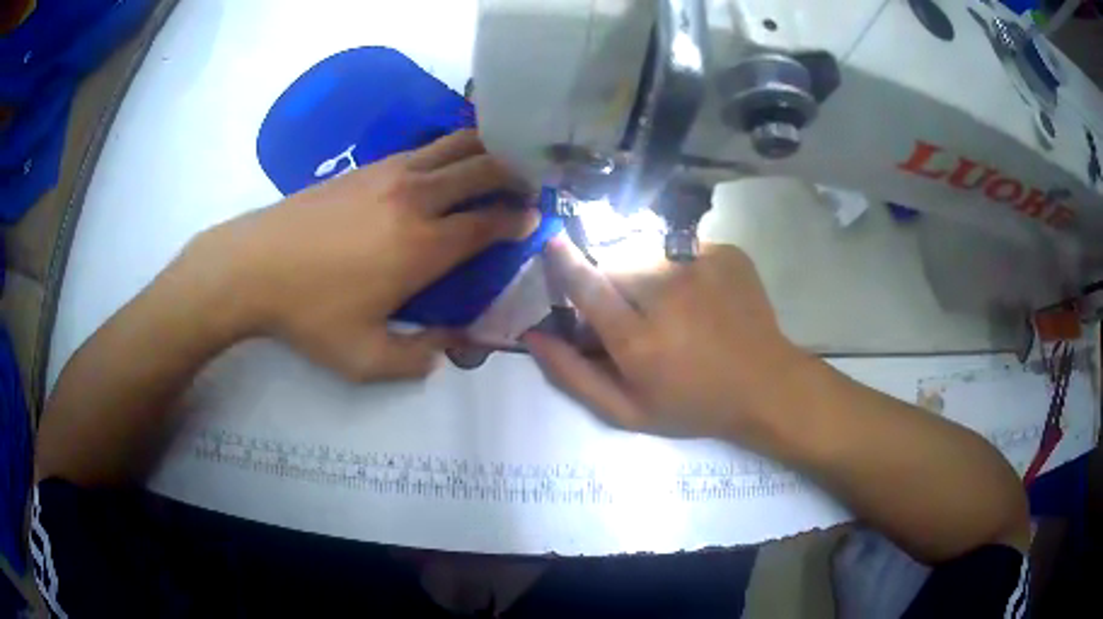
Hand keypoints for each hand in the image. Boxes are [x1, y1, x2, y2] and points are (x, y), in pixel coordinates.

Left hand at [188, 129, 538, 381]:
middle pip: (482, 171)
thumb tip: (450, 347)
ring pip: (455, 147)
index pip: (487, 225)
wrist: (253, 266)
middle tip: (531, 180)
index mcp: (422, 247)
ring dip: (487, 149)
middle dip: (515, 173)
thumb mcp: (363, 358)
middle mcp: (415, 199)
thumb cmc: (308, 313)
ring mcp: (390, 174)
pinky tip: (450, 158)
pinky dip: (450, 147)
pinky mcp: (368, 166)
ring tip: (503, 157)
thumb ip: (415, 359)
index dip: (518, 220)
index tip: (535, 217)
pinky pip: (424, 147)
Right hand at [524, 237, 807, 442]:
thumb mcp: (628, 411)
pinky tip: (699, 296)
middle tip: (630, 310)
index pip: (587, 287)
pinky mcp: (726, 253)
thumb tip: (532, 335)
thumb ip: (573, 375)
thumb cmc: (694, 405)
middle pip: (616, 263)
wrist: (766, 385)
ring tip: (670, 305)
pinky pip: (683, 248)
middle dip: (611, 281)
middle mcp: (667, 293)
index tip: (551, 243)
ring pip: (648, 252)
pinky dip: (680, 267)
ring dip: (645, 272)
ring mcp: (701, 266)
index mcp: (639, 340)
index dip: (564, 263)